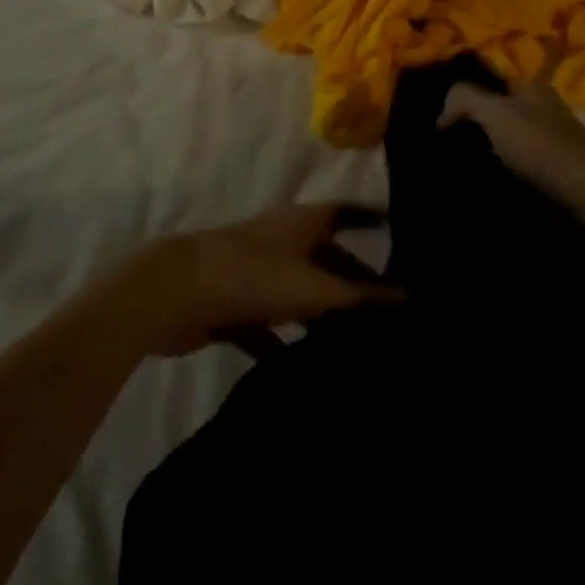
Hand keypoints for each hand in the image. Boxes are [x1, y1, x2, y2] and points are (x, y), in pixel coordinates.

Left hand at [121, 204, 400, 356]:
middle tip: (389, 310)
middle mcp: (283, 240)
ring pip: (300, 292)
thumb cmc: (252, 276)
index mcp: (303, 222)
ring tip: (358, 343)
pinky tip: (305, 372)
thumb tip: (409, 298)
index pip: (347, 213)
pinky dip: (287, 343)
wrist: (175, 294)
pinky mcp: (235, 305)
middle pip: (327, 257)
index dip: (372, 219)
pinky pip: (270, 325)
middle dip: (355, 279)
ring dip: (324, 314)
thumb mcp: (312, 288)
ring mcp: (257, 271)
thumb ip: (360, 297)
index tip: (401, 231)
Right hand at [440, 81, 584, 207]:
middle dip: (470, 121)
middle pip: (495, 107)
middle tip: (440, 139)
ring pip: (504, 138)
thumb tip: (442, 109)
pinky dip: (498, 170)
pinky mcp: (552, 171)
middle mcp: (541, 108)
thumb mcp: (496, 113)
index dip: (461, 87)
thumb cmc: (541, 147)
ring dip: (482, 149)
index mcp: (530, 86)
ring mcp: (549, 140)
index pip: (488, 74)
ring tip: (454, 164)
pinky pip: (515, 163)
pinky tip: (480, 181)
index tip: (436, 109)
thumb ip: (464, 98)